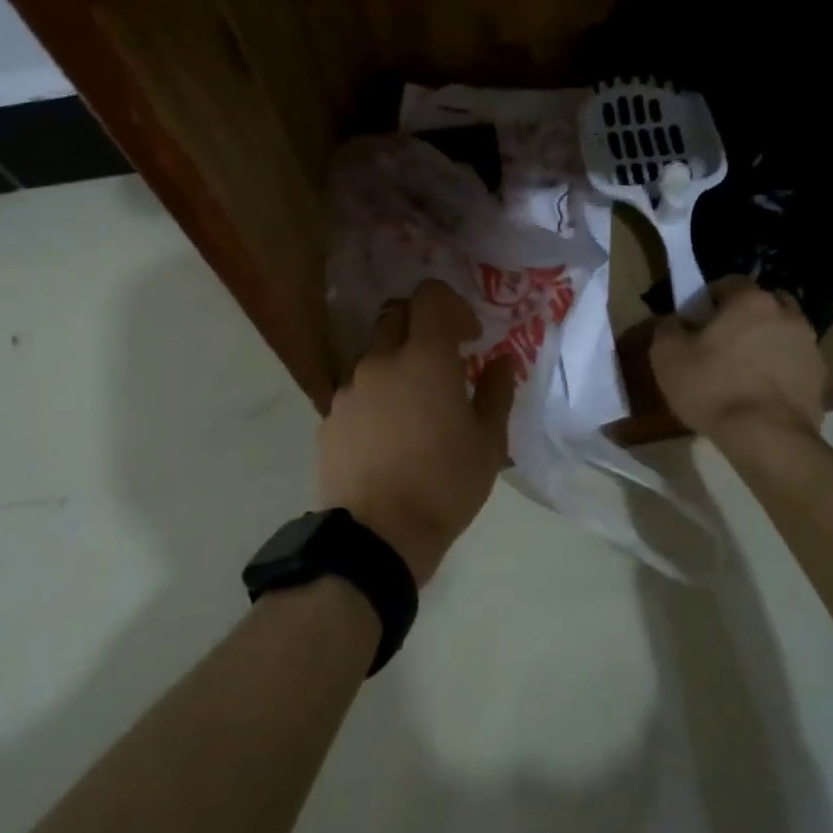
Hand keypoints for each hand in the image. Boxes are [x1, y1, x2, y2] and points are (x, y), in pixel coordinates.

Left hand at [318, 281, 517, 586]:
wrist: (377, 536)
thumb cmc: (444, 486)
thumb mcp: (488, 443)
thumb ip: (497, 392)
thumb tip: (503, 361)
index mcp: (425, 358)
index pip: (430, 296)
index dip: (452, 306)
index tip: (469, 337)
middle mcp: (381, 361)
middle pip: (396, 315)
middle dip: (420, 326)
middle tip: (441, 361)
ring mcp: (349, 388)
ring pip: (372, 353)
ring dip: (395, 362)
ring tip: (413, 405)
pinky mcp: (329, 416)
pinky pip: (355, 389)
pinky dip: (374, 395)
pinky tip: (386, 434)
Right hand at [650, 277, 824, 439]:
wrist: (766, 436)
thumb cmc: (712, 388)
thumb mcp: (667, 356)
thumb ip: (667, 328)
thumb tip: (674, 320)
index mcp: (751, 301)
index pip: (729, 282)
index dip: (709, 298)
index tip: (696, 321)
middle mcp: (786, 314)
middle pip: (762, 304)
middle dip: (743, 317)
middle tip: (721, 342)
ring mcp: (809, 345)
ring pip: (781, 332)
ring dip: (765, 342)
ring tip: (743, 371)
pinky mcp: (820, 377)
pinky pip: (794, 362)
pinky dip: (779, 369)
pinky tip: (760, 392)